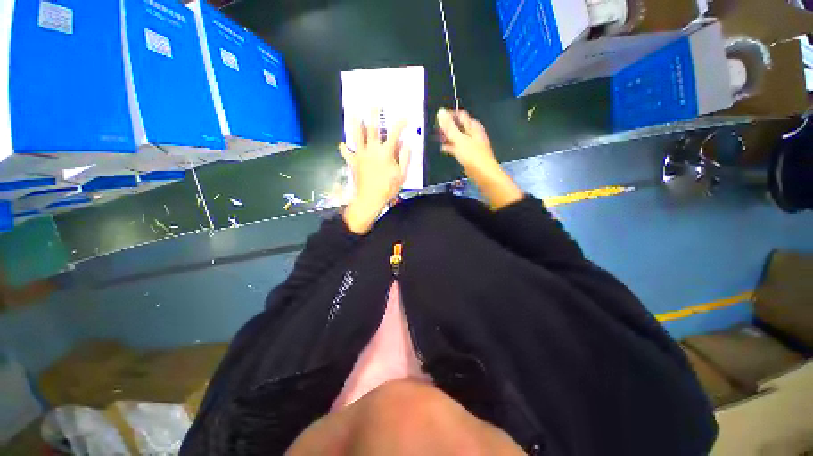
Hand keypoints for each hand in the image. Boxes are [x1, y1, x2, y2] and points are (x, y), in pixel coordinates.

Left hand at [340, 117, 410, 233]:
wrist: (368, 200)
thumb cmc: (387, 189)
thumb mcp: (402, 175)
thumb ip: (405, 158)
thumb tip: (407, 144)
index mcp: (386, 152)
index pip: (395, 134)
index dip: (400, 124)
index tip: (404, 116)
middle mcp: (372, 150)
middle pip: (373, 129)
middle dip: (374, 116)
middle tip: (374, 105)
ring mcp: (361, 155)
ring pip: (357, 136)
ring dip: (355, 124)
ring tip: (352, 114)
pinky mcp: (353, 163)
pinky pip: (348, 154)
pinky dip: (344, 149)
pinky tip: (341, 144)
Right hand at [436, 108, 521, 209]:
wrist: (485, 176)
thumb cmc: (474, 156)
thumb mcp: (459, 139)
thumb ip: (449, 126)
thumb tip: (440, 111)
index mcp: (473, 127)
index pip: (461, 115)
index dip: (450, 114)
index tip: (438, 117)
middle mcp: (474, 134)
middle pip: (460, 125)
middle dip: (448, 126)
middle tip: (437, 129)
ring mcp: (472, 145)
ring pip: (459, 136)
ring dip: (449, 136)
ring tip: (438, 138)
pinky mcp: (470, 155)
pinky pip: (459, 147)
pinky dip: (451, 146)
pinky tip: (444, 149)